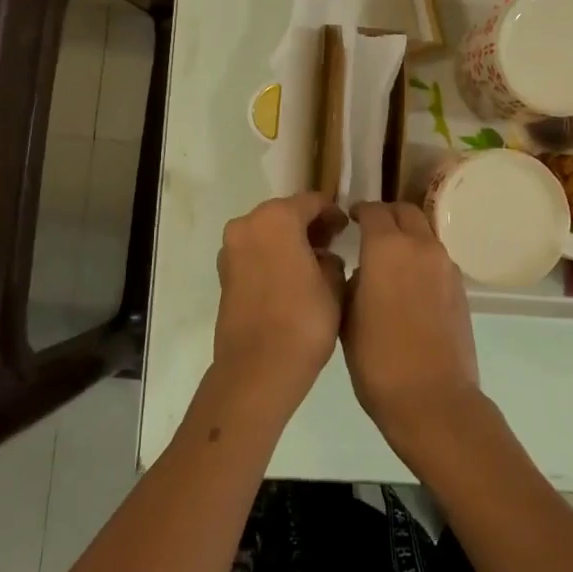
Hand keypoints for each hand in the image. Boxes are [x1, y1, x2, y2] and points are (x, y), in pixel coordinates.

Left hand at [213, 192, 347, 422]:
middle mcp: (247, 224)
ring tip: (314, 264)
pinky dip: (272, 257)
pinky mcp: (224, 274)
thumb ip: (332, 259)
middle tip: (333, 244)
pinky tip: (292, 278)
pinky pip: (254, 253)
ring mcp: (231, 249)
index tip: (348, 229)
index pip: (312, 202)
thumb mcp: (334, 285)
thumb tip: (323, 256)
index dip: (333, 213)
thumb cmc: (303, 321)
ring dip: (289, 241)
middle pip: (285, 213)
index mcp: (276, 218)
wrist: (257, 369)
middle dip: (309, 225)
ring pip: (267, 233)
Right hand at [342, 202, 482, 460]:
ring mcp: (446, 267)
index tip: (349, 219)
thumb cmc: (378, 360)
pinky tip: (408, 286)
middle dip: (387, 215)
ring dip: (407, 237)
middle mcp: (421, 247)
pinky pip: (436, 260)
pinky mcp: (461, 289)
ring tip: (388, 261)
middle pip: (406, 212)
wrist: (433, 400)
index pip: (374, 211)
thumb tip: (363, 272)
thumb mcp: (347, 318)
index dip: (359, 211)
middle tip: (370, 231)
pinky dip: (421, 260)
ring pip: (425, 235)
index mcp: (387, 248)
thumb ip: (352, 282)